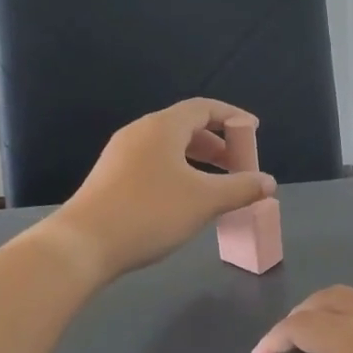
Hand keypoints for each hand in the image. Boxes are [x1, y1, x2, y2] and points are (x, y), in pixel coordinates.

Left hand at [45, 99, 275, 281]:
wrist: (84, 244)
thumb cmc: (150, 213)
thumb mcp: (205, 201)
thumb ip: (241, 188)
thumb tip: (268, 182)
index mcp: (162, 127)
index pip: (203, 108)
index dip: (232, 117)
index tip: (254, 131)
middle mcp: (139, 133)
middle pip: (185, 126)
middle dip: (217, 143)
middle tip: (238, 164)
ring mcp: (121, 155)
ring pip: (168, 148)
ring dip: (197, 160)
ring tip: (216, 184)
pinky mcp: (111, 178)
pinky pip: (153, 164)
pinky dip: (178, 172)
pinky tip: (185, 200)